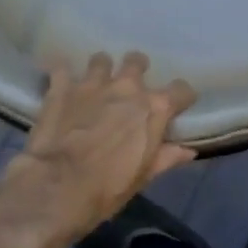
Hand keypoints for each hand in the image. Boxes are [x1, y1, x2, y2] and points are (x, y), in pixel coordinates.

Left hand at [0, 53, 195, 241]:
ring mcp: (92, 83)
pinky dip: (62, 75)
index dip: (180, 97)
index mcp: (154, 108)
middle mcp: (127, 87)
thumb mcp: (144, 175)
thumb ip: (167, 157)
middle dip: (136, 69)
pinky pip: (62, 69)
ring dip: (100, 70)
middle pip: (137, 61)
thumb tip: (188, 151)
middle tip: (130, 87)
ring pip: (101, 60)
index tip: (176, 106)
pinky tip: (60, 84)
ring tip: (95, 84)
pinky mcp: (61, 87)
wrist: (59, 185)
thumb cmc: (109, 187)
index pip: (181, 90)